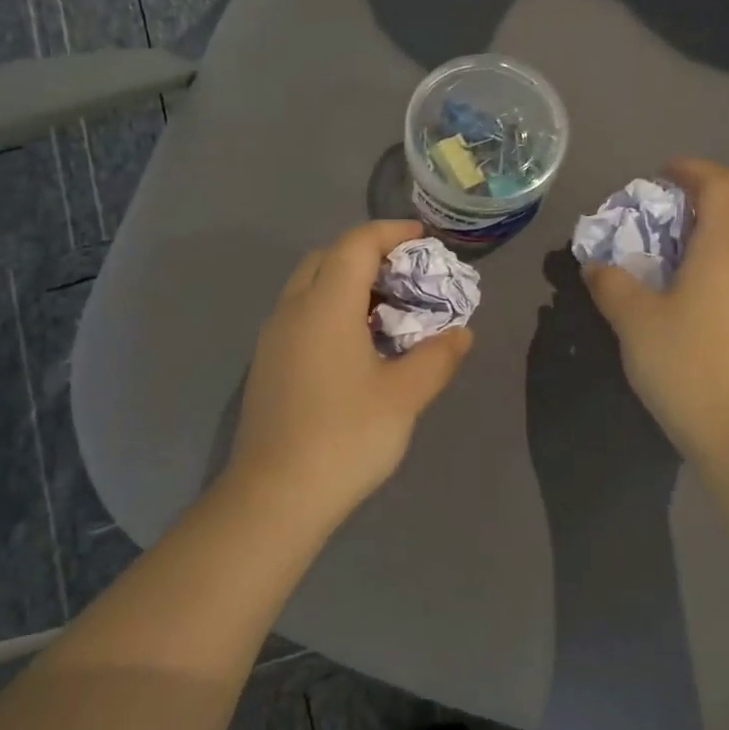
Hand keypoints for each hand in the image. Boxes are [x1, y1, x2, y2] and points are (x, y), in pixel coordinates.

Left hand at [225, 220, 474, 529]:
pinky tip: (356, 343)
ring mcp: (273, 337)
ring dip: (347, 281)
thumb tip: (461, 333)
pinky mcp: (268, 363)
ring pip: (309, 285)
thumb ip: (437, 357)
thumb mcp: (404, 396)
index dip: (390, 232)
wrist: (274, 497)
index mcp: (324, 306)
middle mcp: (292, 310)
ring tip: (387, 308)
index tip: (423, 239)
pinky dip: (330, 307)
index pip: (355, 244)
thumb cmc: (346, 438)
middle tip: (406, 274)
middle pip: (327, 257)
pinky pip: (301, 313)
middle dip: (368, 253)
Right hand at [583, 159, 728, 464]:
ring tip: (667, 248)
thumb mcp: (633, 319)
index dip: (693, 170)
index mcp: (727, 247)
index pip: (724, 184)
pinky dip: (715, 259)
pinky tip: (686, 289)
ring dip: (708, 231)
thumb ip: (611, 283)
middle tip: (657, 211)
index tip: (660, 175)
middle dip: (699, 197)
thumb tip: (597, 266)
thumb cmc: (685, 363)